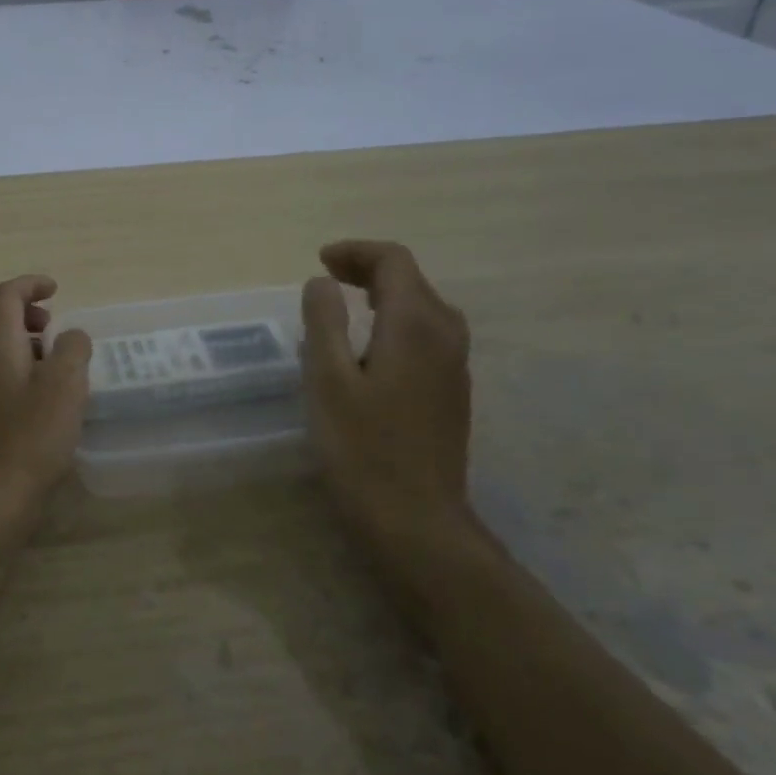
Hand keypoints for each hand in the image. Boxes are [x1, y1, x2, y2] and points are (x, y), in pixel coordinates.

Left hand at [0, 275, 91, 564]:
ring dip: (14, 341)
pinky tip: (35, 400)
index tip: (56, 289)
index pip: (5, 295)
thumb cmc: (29, 440)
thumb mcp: (65, 387)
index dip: (30, 285)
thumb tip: (70, 335)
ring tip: (50, 363)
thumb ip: (72, 350)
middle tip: (48, 325)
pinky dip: (10, 369)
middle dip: (16, 309)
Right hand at [301, 240, 473, 544]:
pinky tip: (369, 346)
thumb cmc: (363, 450)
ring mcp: (455, 365)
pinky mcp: (452, 390)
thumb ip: (324, 322)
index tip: (319, 261)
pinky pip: (427, 334)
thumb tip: (322, 282)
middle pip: (412, 280)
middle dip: (368, 269)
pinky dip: (396, 320)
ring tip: (343, 303)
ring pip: (423, 306)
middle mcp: (445, 335)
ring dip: (383, 294)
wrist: (418, 522)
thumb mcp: (327, 381)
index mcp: (415, 325)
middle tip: (325, 278)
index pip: (394, 261)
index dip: (356, 252)